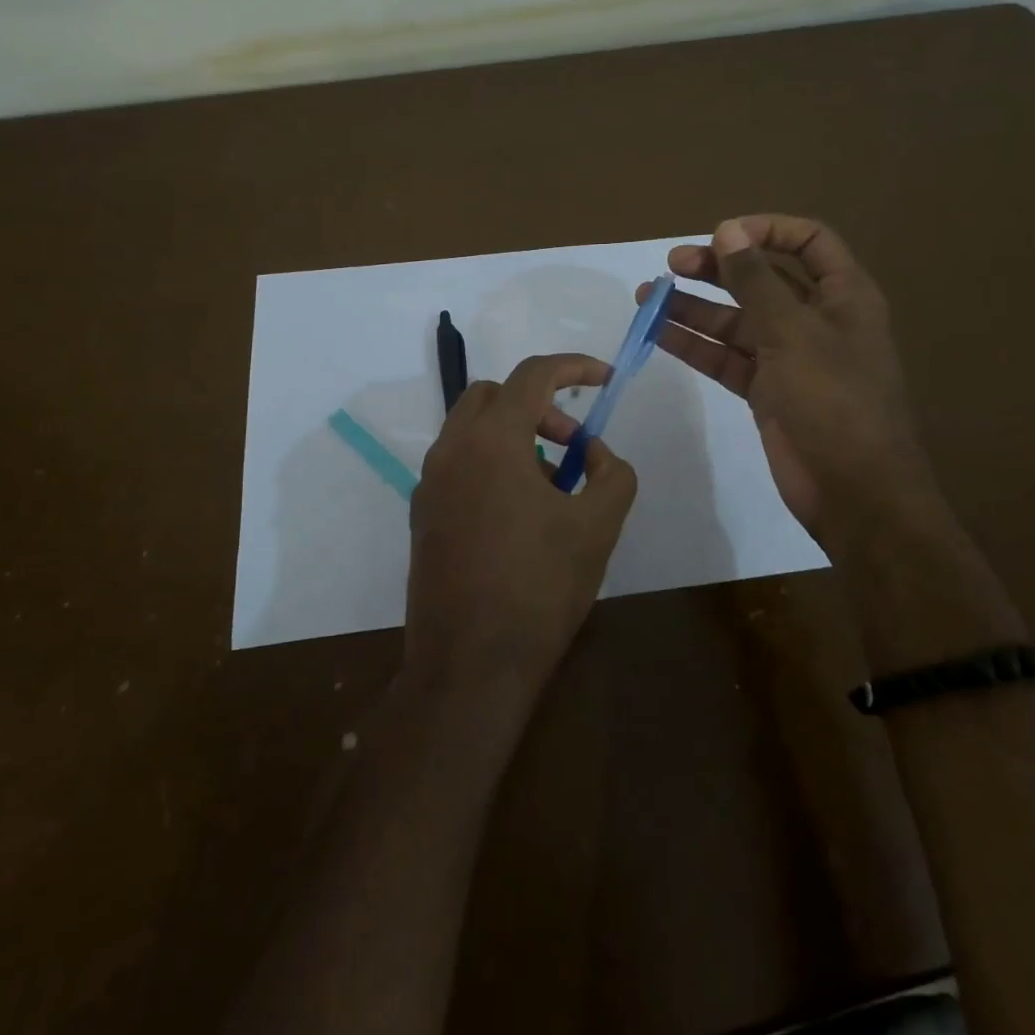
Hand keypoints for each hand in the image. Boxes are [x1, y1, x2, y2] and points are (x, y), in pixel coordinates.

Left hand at [405, 353, 638, 703]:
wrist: (469, 666)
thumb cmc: (539, 588)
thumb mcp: (597, 527)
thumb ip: (612, 474)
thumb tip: (595, 454)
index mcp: (491, 441)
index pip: (532, 376)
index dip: (574, 367)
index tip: (605, 380)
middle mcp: (451, 450)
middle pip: (493, 395)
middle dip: (538, 404)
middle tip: (572, 443)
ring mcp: (429, 483)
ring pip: (472, 429)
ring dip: (515, 435)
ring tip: (551, 485)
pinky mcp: (422, 514)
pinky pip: (459, 464)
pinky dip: (492, 463)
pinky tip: (519, 514)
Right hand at [637, 215, 936, 537]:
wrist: (854, 491)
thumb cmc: (833, 400)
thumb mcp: (792, 332)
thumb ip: (755, 281)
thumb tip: (727, 230)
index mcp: (843, 295)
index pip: (808, 241)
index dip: (765, 230)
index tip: (720, 235)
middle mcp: (816, 320)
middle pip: (763, 280)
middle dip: (718, 269)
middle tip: (671, 265)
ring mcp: (790, 358)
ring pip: (737, 321)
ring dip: (695, 308)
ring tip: (647, 297)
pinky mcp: (767, 391)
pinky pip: (727, 358)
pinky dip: (695, 346)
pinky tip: (659, 334)